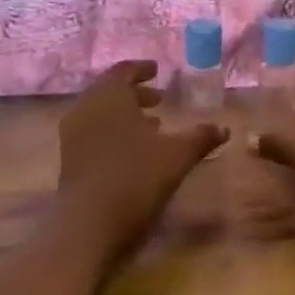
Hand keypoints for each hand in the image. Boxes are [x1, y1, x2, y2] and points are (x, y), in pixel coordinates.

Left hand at [56, 60, 227, 253]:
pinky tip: (135, 152)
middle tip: (159, 99)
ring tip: (153, 126)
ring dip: (126, 115)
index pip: (123, 71)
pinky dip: (114, 133)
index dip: (141, 69)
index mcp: (109, 96)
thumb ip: (200, 137)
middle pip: (110, 92)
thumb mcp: (177, 155)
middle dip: (135, 93)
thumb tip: (224, 127)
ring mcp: (73, 136)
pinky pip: (94, 133)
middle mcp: (86, 109)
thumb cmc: (135, 177)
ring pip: (101, 114)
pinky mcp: (70, 160)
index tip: (157, 70)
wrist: (88, 225)